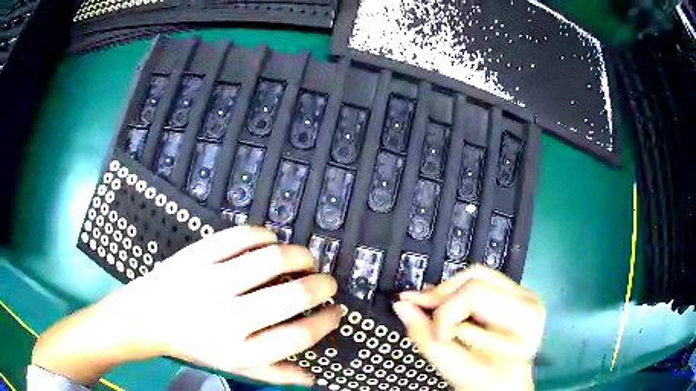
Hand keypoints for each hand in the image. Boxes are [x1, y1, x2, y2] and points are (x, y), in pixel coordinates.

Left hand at [33, 226, 339, 385]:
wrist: (148, 316)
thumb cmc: (191, 343)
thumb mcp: (231, 366)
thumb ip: (273, 374)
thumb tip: (310, 379)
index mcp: (238, 348)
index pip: (298, 336)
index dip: (325, 321)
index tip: (335, 311)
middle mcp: (228, 316)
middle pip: (291, 296)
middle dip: (321, 286)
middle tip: (327, 282)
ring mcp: (211, 281)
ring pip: (270, 260)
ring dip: (298, 256)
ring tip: (305, 259)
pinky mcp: (197, 255)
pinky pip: (239, 237)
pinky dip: (263, 235)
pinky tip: (270, 240)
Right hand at [393, 266, 544, 390]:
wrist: (507, 386)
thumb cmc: (487, 383)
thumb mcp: (456, 369)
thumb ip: (427, 338)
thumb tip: (402, 306)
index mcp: (521, 321)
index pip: (474, 294)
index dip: (445, 313)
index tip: (434, 335)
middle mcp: (528, 301)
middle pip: (475, 279)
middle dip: (441, 297)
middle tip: (418, 309)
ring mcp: (524, 295)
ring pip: (476, 275)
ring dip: (448, 294)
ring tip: (430, 309)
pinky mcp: (516, 295)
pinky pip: (482, 281)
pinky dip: (458, 294)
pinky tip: (446, 307)